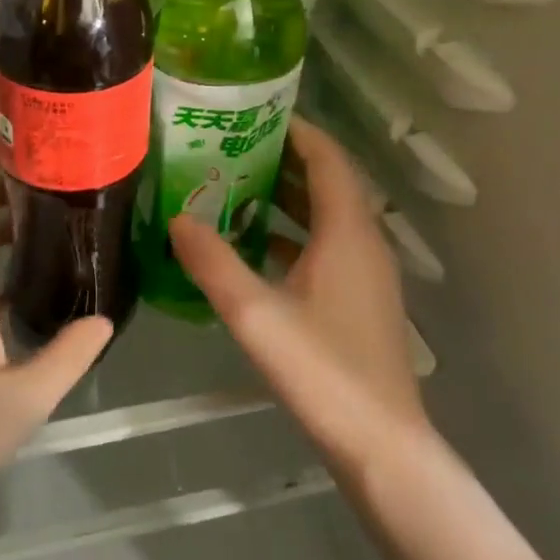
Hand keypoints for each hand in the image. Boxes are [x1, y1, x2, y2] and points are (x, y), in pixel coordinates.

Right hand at [170, 117, 425, 476]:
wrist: (382, 446)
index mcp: (348, 231)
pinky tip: (253, 247)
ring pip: (326, 216)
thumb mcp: (255, 313)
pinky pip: (326, 246)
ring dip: (286, 198)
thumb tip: (177, 218)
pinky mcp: (360, 300)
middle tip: (230, 147)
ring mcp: (366, 273)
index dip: (296, 129)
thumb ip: (212, 262)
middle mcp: (364, 241)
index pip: (327, 158)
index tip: (254, 113)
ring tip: (233, 186)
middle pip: (327, 182)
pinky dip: (293, 234)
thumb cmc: (323, 370)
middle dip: (282, 159)